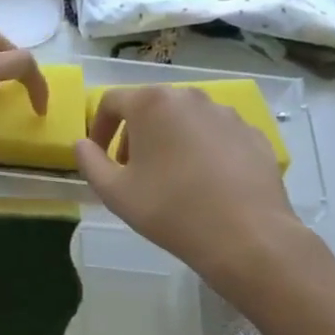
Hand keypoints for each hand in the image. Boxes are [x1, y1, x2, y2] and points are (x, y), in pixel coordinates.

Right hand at [74, 85, 297, 279]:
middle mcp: (190, 97)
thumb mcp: (114, 192)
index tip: (99, 156)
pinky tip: (205, 184)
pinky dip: (202, 150)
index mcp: (152, 103)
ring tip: (169, 178)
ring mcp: (226, 114)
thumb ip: (89, 162)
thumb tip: (82, 145)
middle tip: (132, 171)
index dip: (98, 127)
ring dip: (168, 141)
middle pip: (150, 107)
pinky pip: (216, 135)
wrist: (247, 236)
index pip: (111, 101)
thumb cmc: (170, 210)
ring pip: (185, 120)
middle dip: (134, 135)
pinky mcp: (253, 135)